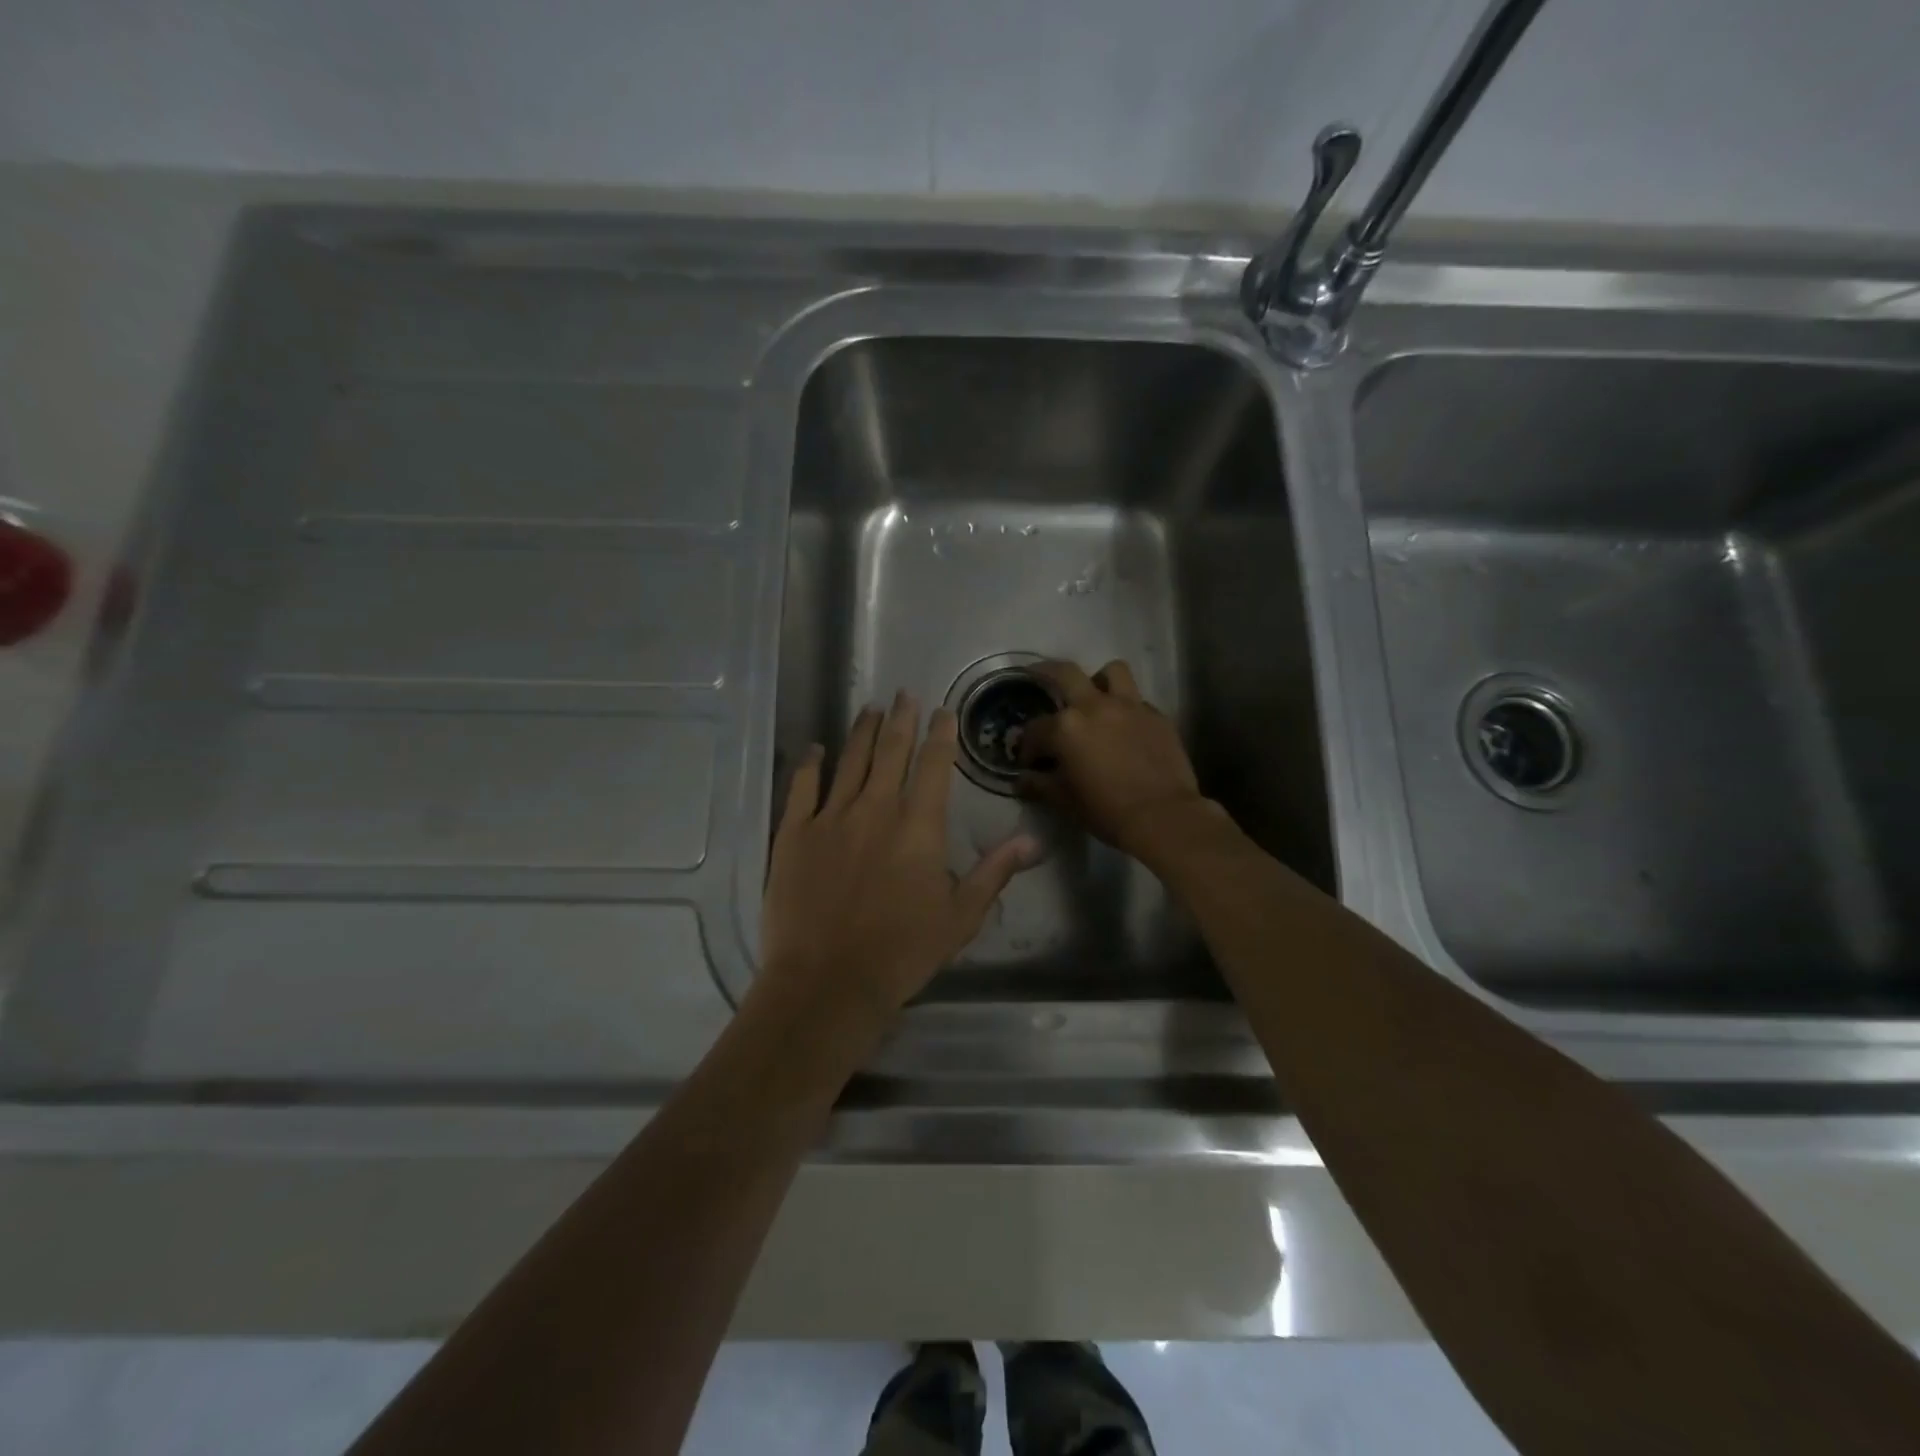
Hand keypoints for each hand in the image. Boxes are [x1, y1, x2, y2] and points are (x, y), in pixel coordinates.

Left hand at [759, 693, 1039, 1023]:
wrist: (828, 982)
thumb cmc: (902, 953)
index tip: (942, 711)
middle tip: (905, 693)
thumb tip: (1033, 840)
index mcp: (918, 827)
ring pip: (850, 760)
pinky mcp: (793, 834)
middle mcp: (875, 809)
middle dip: (902, 719)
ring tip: (870, 708)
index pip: (933, 766)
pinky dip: (810, 764)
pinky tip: (816, 749)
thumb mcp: (960, 917)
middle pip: (891, 751)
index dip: (940, 734)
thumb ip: (994, 872)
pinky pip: (802, 787)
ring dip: (863, 731)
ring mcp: (830, 818)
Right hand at [1017, 659, 1217, 858]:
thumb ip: (1039, 785)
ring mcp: (1130, 706)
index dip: (1028, 747)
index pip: (1035, 729)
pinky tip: (1126, 729)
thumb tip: (1022, 779)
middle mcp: (1095, 706)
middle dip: (1046, 674)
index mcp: (1066, 727)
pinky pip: (1138, 701)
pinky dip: (1127, 709)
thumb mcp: (1064, 801)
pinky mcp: (1157, 716)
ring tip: (1095, 698)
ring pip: (1112, 672)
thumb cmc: (1106, 810)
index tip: (1030, 762)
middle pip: (1065, 673)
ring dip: (1099, 680)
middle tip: (1040, 680)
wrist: (1163, 817)